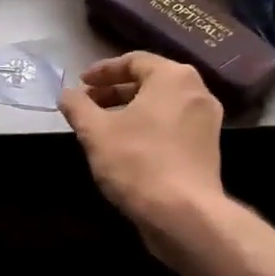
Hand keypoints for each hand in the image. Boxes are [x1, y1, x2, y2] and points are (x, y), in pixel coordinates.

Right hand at [59, 53, 223, 253]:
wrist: (184, 214)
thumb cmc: (137, 161)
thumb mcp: (95, 131)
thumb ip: (77, 106)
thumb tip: (66, 94)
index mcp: (173, 77)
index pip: (134, 60)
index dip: (102, 70)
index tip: (81, 84)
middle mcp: (197, 92)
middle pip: (150, 81)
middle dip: (115, 91)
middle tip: (88, 104)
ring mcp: (207, 122)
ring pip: (162, 105)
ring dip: (130, 110)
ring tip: (102, 126)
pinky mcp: (207, 149)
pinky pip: (172, 126)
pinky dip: (148, 127)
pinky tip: (125, 147)